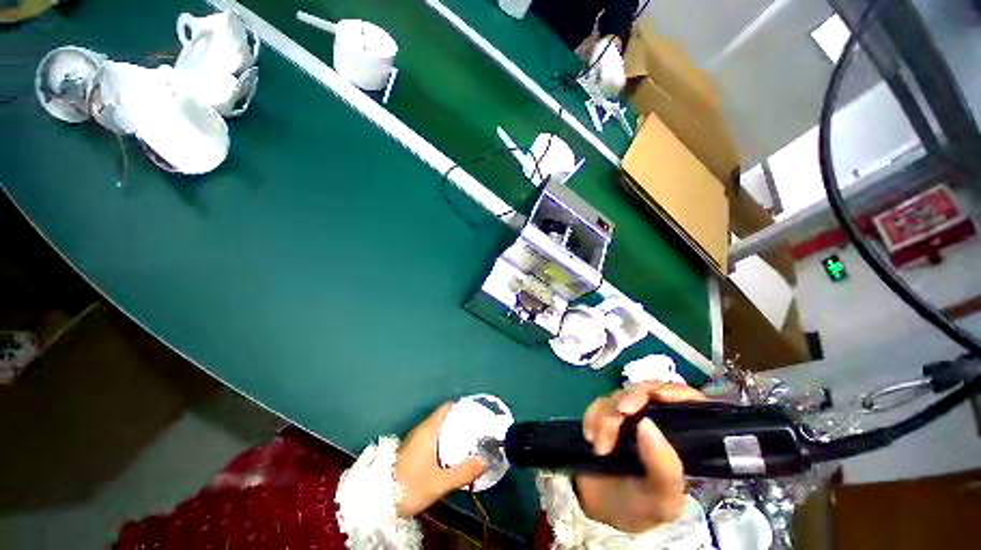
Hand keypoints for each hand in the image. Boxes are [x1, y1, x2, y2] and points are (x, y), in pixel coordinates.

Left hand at [395, 402, 485, 517]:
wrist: (378, 502)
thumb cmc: (410, 486)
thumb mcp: (439, 482)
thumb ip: (463, 472)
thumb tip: (484, 461)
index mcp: (428, 430)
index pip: (446, 408)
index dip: (461, 407)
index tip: (474, 413)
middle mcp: (420, 430)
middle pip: (443, 417)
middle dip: (458, 422)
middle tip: (474, 430)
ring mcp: (413, 440)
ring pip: (436, 428)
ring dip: (450, 433)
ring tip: (465, 442)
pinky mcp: (409, 451)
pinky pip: (430, 438)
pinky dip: (441, 441)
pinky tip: (448, 455)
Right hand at [575, 382, 705, 532]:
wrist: (598, 510)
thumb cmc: (638, 508)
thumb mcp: (661, 501)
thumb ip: (664, 469)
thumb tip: (647, 423)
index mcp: (681, 441)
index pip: (689, 402)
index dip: (675, 391)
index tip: (654, 396)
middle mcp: (657, 422)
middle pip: (647, 392)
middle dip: (627, 403)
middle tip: (614, 424)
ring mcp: (630, 417)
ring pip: (620, 396)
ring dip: (605, 417)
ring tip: (600, 448)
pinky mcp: (607, 415)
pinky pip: (599, 402)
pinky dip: (592, 416)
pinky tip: (590, 437)